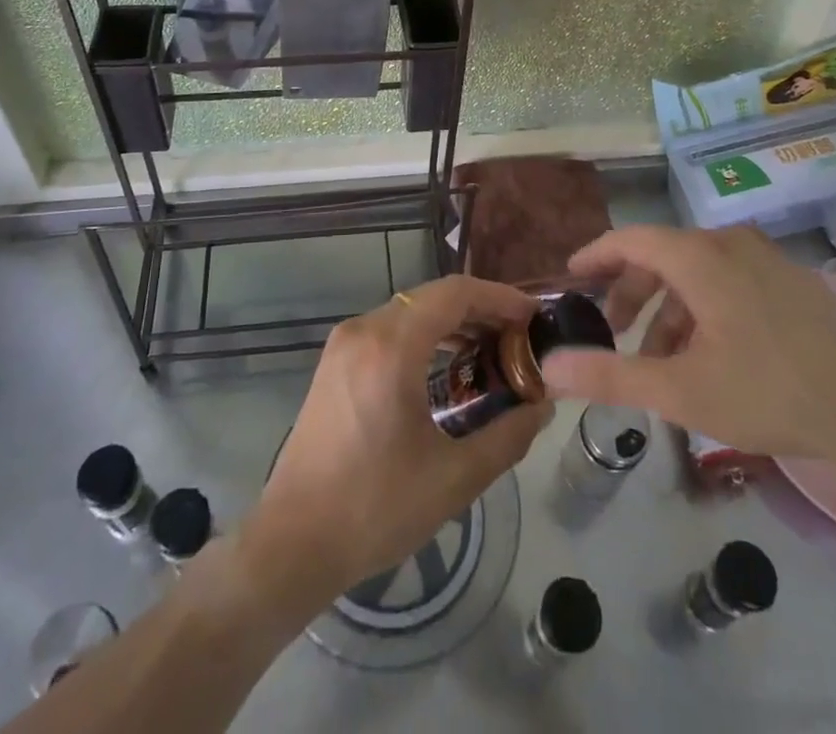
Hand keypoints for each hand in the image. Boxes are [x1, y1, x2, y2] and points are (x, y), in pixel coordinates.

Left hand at [241, 276, 550, 610]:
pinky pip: (390, 328)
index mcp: (391, 346)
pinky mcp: (335, 362)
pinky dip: (425, 334)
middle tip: (520, 337)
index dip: (499, 297)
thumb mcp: (454, 478)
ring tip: (493, 349)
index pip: (455, 293)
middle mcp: (364, 329)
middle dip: (481, 309)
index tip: (534, 315)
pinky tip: (448, 364)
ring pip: (411, 310)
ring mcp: (344, 343)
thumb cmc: (375, 508)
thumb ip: (507, 436)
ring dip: (453, 321)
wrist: (293, 541)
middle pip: (433, 296)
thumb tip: (541, 406)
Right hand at [541, 225, 835, 486]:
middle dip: (630, 293)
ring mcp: (768, 262)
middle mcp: (731, 245)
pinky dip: (703, 312)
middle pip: (662, 256)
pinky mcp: (795, 284)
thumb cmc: (777, 394)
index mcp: (700, 257)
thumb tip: (549, 367)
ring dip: (668, 311)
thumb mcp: (683, 392)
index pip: (630, 239)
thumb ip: (611, 377)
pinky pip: (729, 284)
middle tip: (611, 332)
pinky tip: (710, 360)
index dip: (595, 255)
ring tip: (660, 362)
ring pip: (697, 274)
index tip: (571, 277)